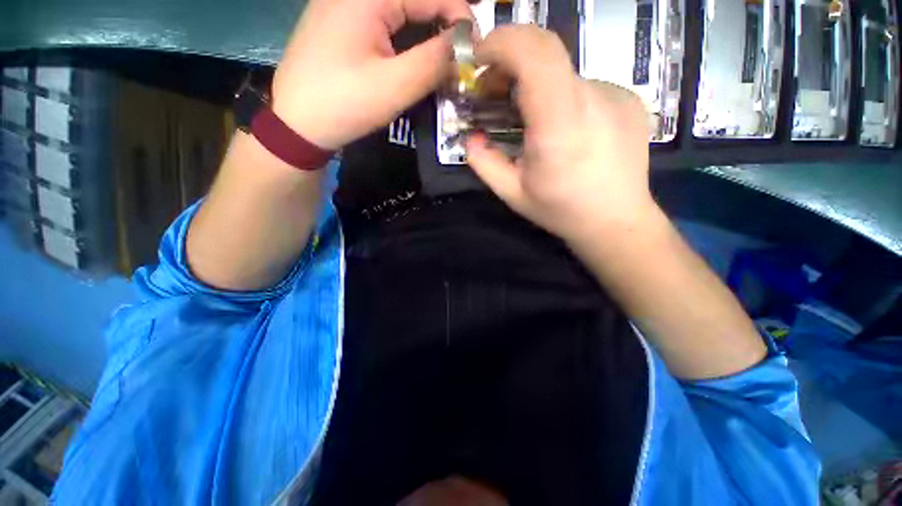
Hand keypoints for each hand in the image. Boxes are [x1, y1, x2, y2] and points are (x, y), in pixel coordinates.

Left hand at [270, 0, 471, 150]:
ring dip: (426, 30)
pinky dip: (406, 36)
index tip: (475, 47)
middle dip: (443, 22)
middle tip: (461, 54)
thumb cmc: (344, 104)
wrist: (297, 123)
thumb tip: (463, 47)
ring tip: (444, 57)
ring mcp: (345, 5)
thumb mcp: (395, 86)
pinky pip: (384, 21)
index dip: (460, 16)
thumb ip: (433, 61)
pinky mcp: (342, 24)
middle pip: (414, 0)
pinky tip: (415, 56)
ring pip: (400, 11)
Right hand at [465, 25, 654, 244]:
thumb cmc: (561, 210)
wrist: (616, 221)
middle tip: (494, 90)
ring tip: (528, 118)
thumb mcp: (512, 193)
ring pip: (563, 73)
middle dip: (510, 59)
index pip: (534, 52)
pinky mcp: (628, 99)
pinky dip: (561, 96)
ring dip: (535, 85)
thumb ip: (484, 163)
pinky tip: (563, 128)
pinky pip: (584, 87)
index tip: (479, 59)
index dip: (501, 42)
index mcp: (558, 123)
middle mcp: (591, 98)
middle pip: (547, 50)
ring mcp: (616, 94)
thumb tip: (471, 138)